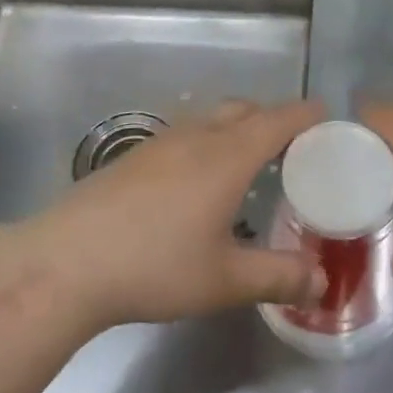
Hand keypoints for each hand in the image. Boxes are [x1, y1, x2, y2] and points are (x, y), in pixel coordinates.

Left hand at [21, 99, 326, 329]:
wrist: (66, 262)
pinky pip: (185, 134)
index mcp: (227, 156)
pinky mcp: (133, 157)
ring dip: (236, 127)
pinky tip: (197, 179)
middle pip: (243, 110)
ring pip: (210, 119)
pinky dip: (207, 140)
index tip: (326, 114)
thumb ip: (277, 277)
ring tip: (248, 159)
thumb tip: (321, 282)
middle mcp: (196, 137)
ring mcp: (160, 142)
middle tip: (292, 144)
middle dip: (272, 117)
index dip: (305, 114)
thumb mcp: (224, 280)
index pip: (277, 120)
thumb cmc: (155, 266)